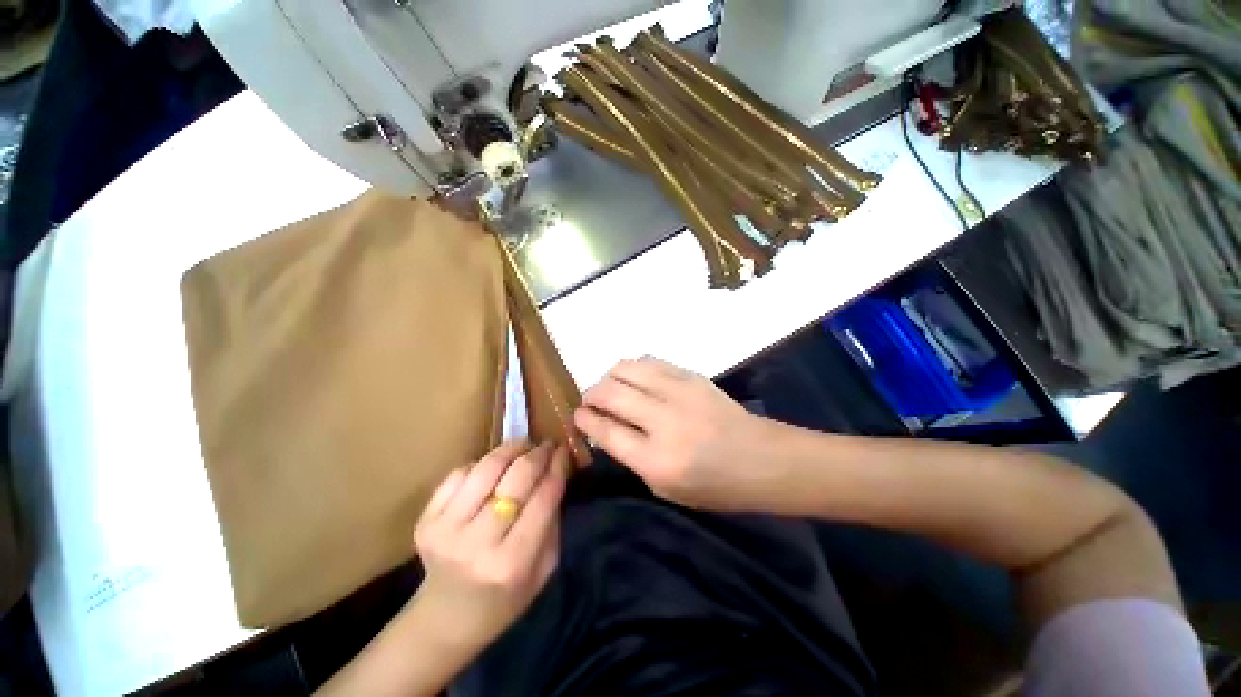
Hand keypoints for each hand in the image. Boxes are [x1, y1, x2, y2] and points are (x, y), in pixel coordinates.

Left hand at [412, 440, 567, 654]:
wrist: (445, 620)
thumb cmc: (505, 598)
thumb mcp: (544, 568)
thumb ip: (552, 520)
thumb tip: (556, 472)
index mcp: (512, 562)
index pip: (543, 497)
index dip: (557, 466)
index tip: (564, 450)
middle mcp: (477, 543)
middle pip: (516, 477)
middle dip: (537, 453)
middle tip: (547, 445)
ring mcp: (446, 529)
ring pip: (487, 467)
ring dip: (511, 449)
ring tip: (523, 447)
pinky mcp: (426, 520)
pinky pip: (459, 473)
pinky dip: (482, 463)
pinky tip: (493, 469)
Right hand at [573, 357, 782, 511]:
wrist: (762, 458)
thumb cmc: (714, 486)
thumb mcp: (665, 488)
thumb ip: (630, 456)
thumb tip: (604, 427)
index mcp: (656, 460)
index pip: (606, 430)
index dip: (585, 420)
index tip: (577, 416)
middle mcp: (664, 421)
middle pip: (611, 393)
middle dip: (591, 394)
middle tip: (590, 401)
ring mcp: (679, 392)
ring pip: (627, 369)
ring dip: (610, 376)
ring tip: (611, 387)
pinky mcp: (691, 376)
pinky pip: (649, 362)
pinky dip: (634, 369)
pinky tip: (636, 380)